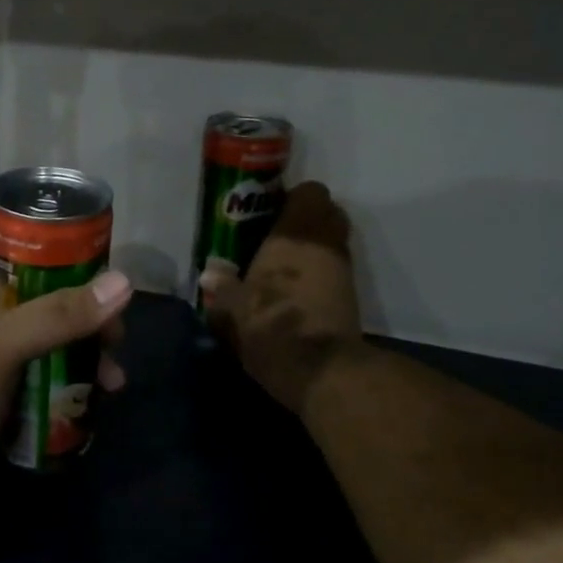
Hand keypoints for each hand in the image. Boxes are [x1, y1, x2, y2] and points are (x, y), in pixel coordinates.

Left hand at [0, 237, 132, 504]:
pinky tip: (99, 392)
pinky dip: (70, 371)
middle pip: (45, 284)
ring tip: (113, 378)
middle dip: (85, 309)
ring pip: (49, 324)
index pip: (22, 237)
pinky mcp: (0, 374)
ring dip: (84, 346)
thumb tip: (122, 284)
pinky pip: (44, 359)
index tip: (107, 272)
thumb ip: (57, 314)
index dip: (67, 249)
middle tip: (116, 336)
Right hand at [202, 181, 368, 414]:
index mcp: (295, 234)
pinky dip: (318, 275)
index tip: (269, 213)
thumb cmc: (272, 325)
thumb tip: (210, 275)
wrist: (322, 371)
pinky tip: (294, 293)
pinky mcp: (351, 297)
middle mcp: (325, 243)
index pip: (310, 192)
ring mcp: (343, 270)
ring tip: (281, 269)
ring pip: (331, 244)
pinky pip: (334, 271)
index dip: (292, 198)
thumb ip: (222, 288)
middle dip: (304, 222)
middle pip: (326, 214)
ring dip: (311, 251)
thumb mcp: (232, 310)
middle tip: (274, 239)